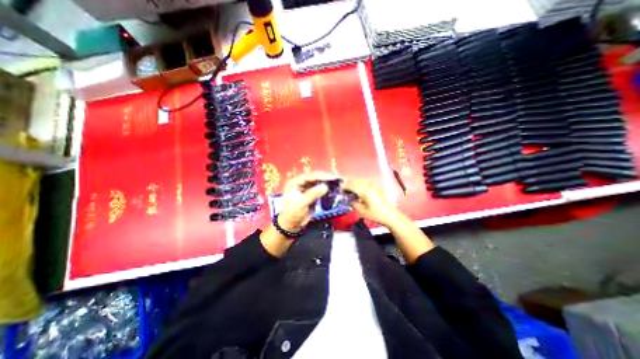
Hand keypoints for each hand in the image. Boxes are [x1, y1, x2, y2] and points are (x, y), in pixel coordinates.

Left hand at [278, 171, 336, 232]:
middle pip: (314, 177)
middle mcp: (300, 182)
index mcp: (294, 182)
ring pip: (317, 181)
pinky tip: (332, 186)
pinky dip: (325, 187)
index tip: (332, 177)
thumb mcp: (302, 203)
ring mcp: (305, 187)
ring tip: (337, 181)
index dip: (321, 176)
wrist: (292, 224)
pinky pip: (319, 187)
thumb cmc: (293, 213)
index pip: (309, 176)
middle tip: (336, 178)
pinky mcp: (310, 192)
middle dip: (325, 177)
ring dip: (326, 181)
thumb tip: (325, 186)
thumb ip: (313, 194)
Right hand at [339, 180, 397, 226]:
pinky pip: (366, 182)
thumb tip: (349, 199)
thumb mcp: (362, 211)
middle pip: (356, 181)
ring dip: (355, 182)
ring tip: (350, 187)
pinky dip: (361, 183)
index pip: (352, 185)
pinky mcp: (377, 187)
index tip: (340, 188)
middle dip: (349, 183)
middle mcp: (369, 186)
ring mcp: (374, 185)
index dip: (345, 186)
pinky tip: (359, 187)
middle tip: (343, 187)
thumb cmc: (375, 214)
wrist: (390, 215)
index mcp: (364, 191)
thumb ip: (353, 203)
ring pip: (361, 180)